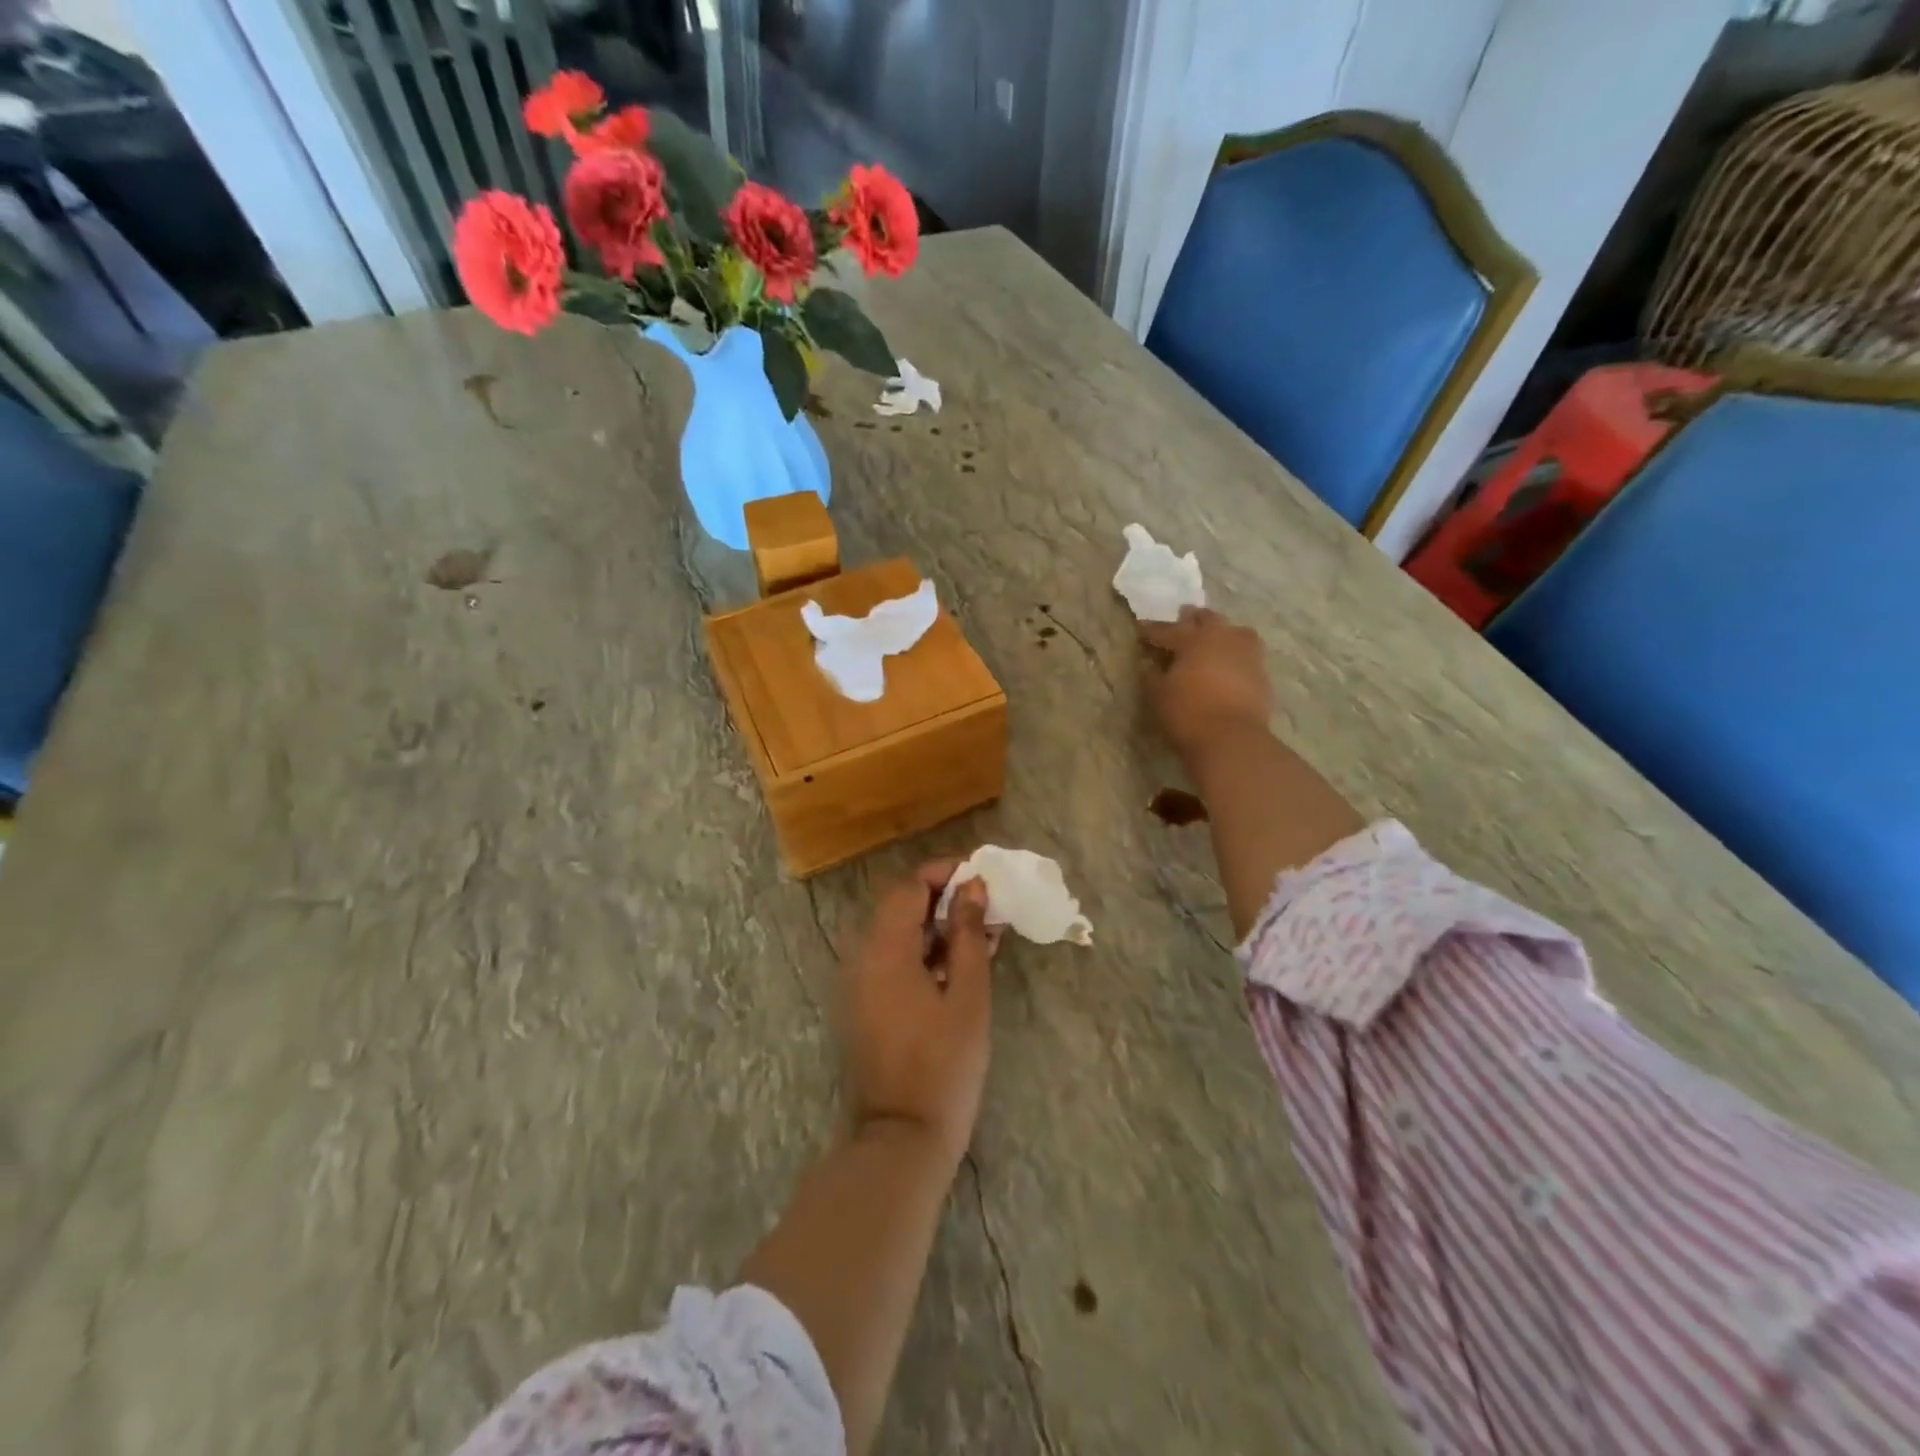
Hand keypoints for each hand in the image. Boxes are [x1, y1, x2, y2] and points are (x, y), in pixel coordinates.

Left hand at [838, 862, 996, 1167]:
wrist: (900, 1138)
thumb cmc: (943, 1065)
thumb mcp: (968, 995)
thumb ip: (967, 934)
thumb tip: (972, 888)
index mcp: (883, 949)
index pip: (908, 887)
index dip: (943, 873)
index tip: (979, 877)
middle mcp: (860, 957)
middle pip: (899, 908)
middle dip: (943, 900)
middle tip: (986, 910)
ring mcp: (856, 983)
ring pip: (895, 935)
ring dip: (934, 929)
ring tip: (980, 939)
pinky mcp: (860, 1006)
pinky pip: (889, 962)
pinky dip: (920, 955)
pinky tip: (956, 969)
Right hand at [1139, 606, 1272, 760]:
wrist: (1232, 738)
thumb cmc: (1187, 712)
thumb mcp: (1158, 696)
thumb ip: (1151, 677)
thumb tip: (1148, 665)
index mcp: (1193, 639)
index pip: (1168, 630)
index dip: (1152, 630)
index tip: (1141, 627)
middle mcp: (1223, 638)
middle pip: (1208, 619)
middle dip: (1193, 619)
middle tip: (1184, 618)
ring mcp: (1247, 654)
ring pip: (1236, 631)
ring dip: (1222, 631)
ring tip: (1215, 637)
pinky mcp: (1262, 674)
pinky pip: (1247, 654)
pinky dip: (1236, 654)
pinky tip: (1229, 664)